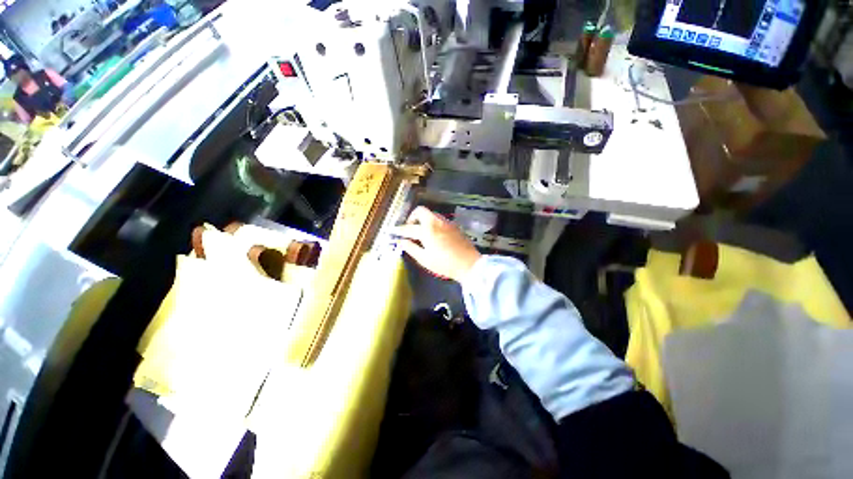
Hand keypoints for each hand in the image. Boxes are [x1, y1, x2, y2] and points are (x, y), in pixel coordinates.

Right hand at [392, 206, 481, 281]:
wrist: (469, 264)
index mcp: (427, 229)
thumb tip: (401, 241)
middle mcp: (436, 222)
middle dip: (412, 217)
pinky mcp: (454, 226)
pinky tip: (433, 234)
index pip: (409, 227)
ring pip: (431, 214)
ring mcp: (446, 222)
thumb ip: (411, 248)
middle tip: (409, 228)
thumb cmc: (444, 263)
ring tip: (420, 231)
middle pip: (421, 211)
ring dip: (423, 219)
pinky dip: (432, 223)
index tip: (393, 231)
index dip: (400, 230)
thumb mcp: (424, 259)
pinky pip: (439, 219)